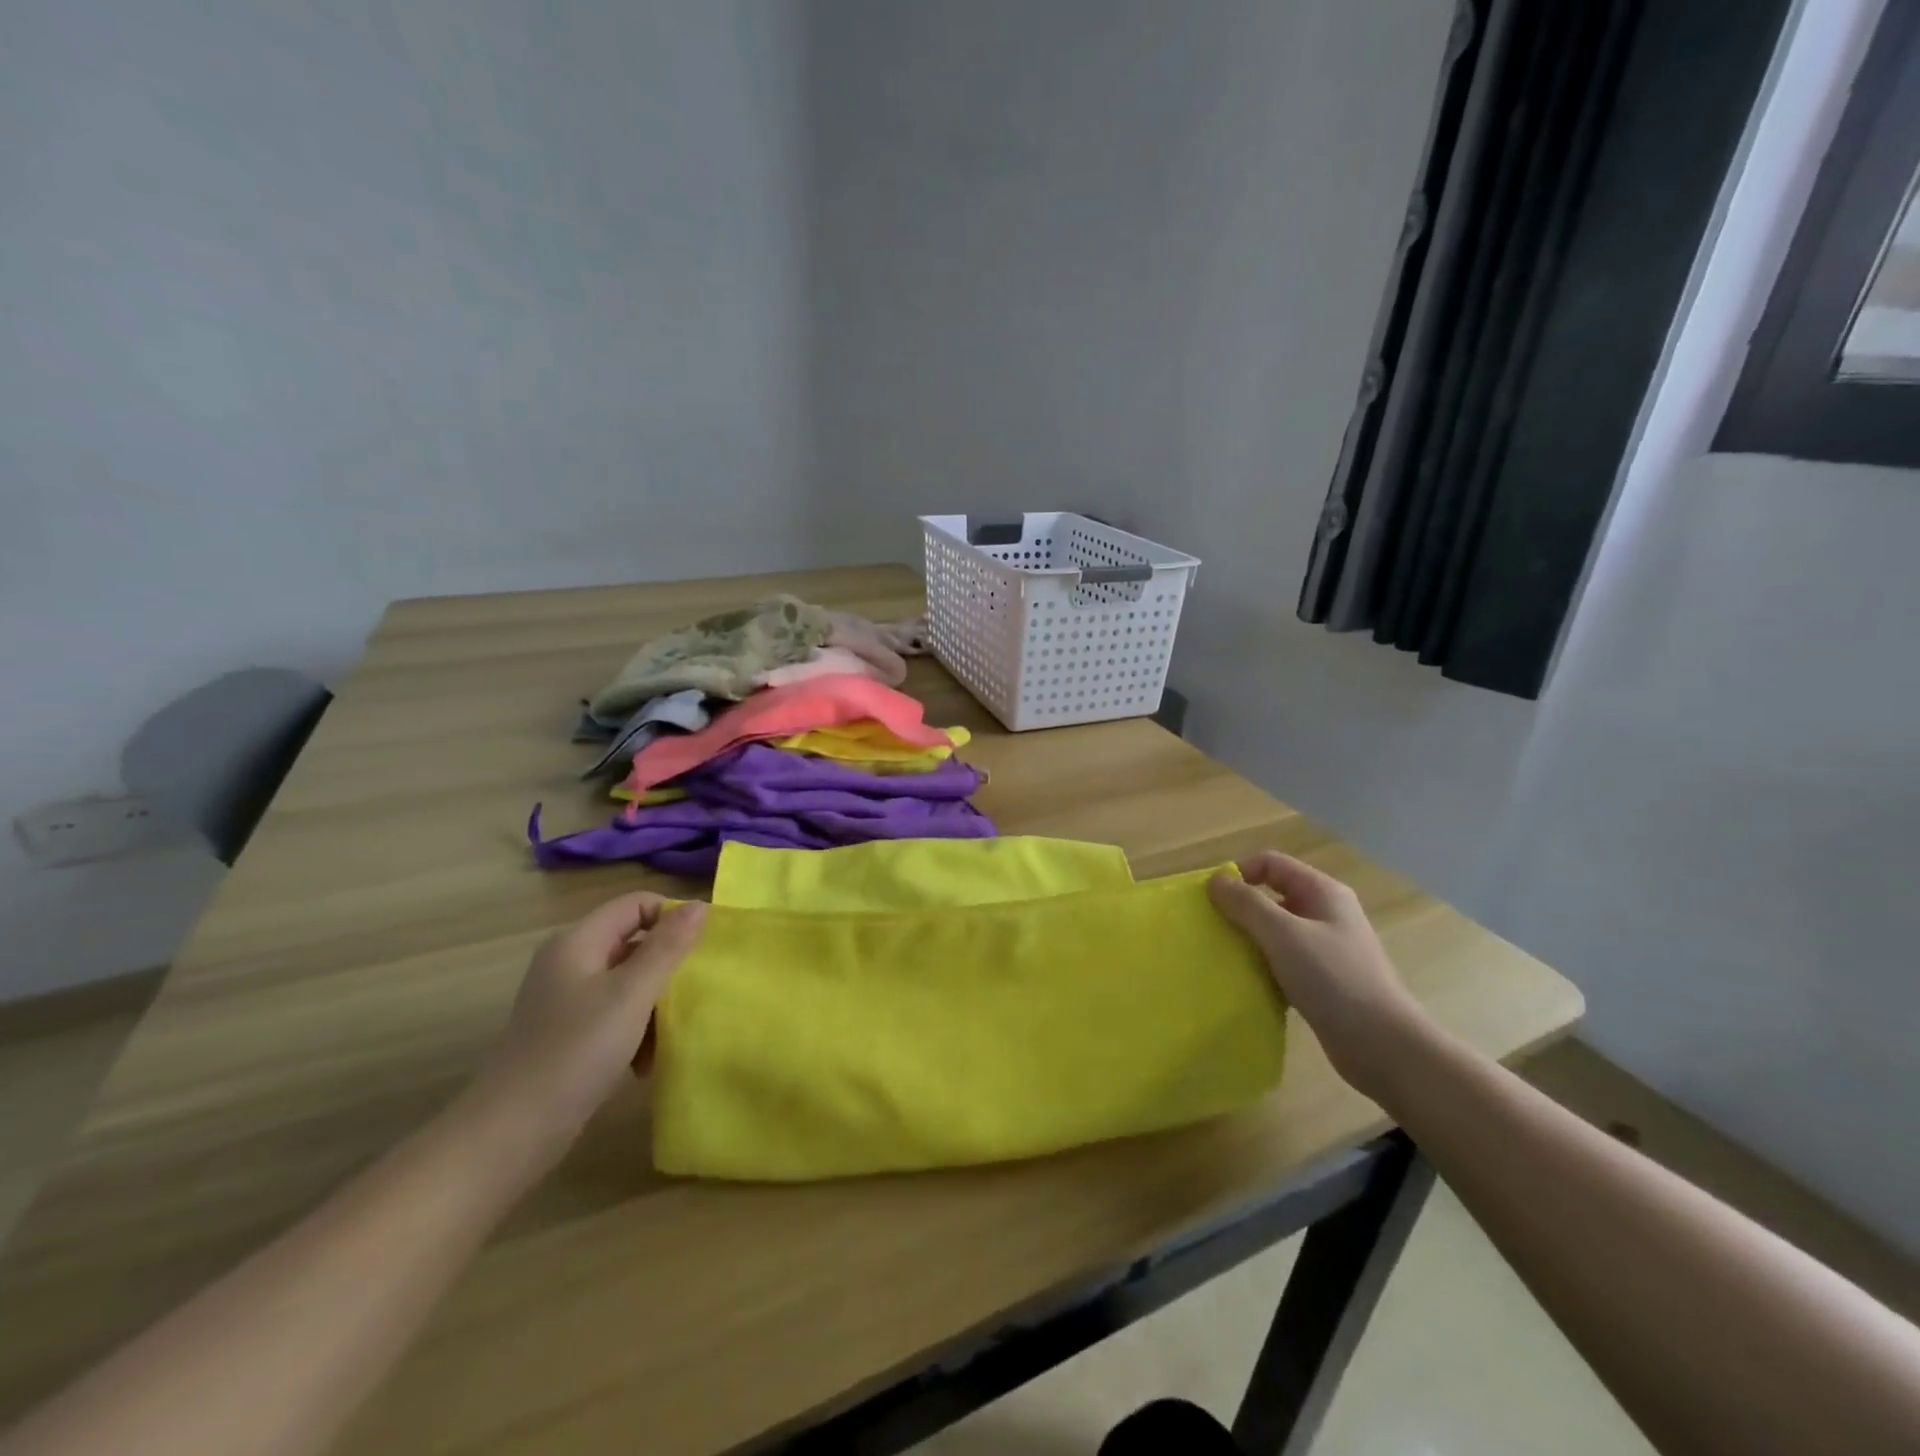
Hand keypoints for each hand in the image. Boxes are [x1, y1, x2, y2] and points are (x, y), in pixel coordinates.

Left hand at [465, 893, 707, 1165]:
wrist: (509, 1135)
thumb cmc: (575, 1053)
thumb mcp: (631, 995)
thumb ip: (667, 947)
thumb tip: (700, 904)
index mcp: (578, 942)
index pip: (637, 904)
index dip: (672, 918)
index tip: (703, 949)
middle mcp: (569, 962)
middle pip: (634, 942)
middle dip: (667, 965)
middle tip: (694, 992)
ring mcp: (566, 999)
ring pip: (628, 981)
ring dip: (654, 1003)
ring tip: (669, 1033)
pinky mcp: (567, 1033)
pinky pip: (615, 1013)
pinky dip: (635, 1029)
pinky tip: (645, 1061)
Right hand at [1209, 852, 1430, 1097]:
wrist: (1384, 1046)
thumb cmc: (1333, 979)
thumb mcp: (1283, 934)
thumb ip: (1247, 904)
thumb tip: (1215, 880)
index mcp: (1322, 892)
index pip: (1271, 863)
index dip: (1239, 873)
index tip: (1212, 900)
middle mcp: (1326, 913)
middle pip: (1273, 895)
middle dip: (1241, 908)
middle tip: (1214, 929)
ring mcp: (1327, 947)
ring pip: (1277, 930)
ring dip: (1250, 938)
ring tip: (1226, 956)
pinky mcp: (1324, 979)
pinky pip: (1284, 960)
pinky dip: (1264, 965)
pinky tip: (1249, 981)